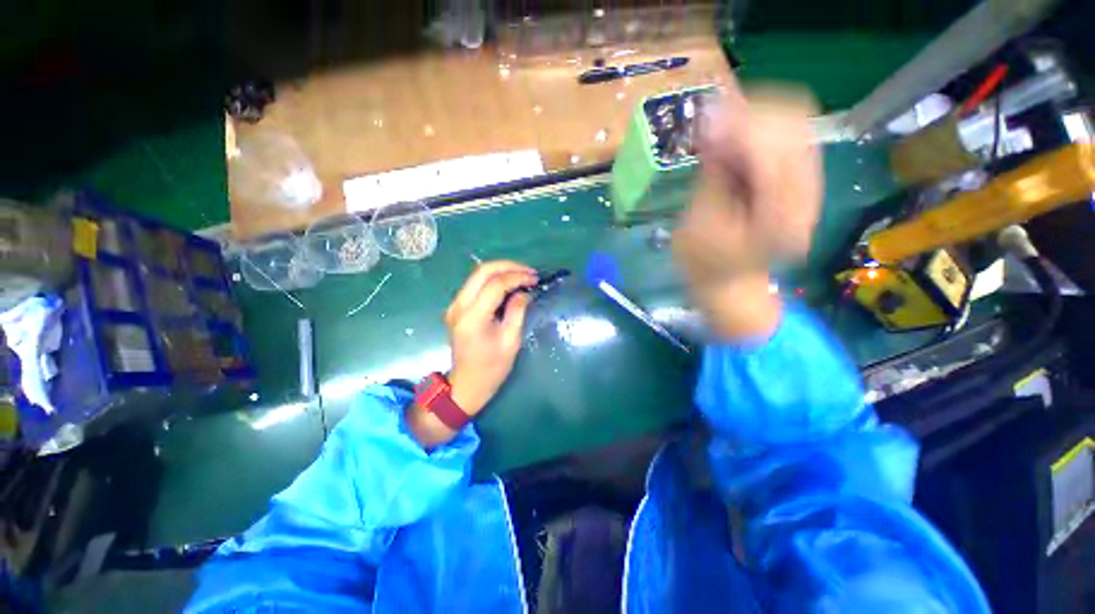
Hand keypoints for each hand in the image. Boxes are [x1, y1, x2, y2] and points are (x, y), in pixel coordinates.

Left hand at [407, 261, 535, 446]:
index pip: (495, 284)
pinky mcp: (457, 307)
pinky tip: (509, 284)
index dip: (517, 277)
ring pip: (478, 275)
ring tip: (523, 275)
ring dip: (501, 271)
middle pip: (482, 271)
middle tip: (530, 271)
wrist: (466, 384)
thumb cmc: (492, 368)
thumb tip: (525, 291)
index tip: (535, 278)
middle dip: (508, 266)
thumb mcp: (511, 341)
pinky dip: (494, 279)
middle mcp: (459, 305)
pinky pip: (475, 284)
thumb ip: (517, 311)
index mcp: (472, 317)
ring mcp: (455, 305)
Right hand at [673, 88, 821, 340]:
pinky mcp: (802, 180)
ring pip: (797, 123)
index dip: (740, 126)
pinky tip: (736, 137)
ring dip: (757, 116)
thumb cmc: (705, 262)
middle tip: (712, 122)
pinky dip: (762, 128)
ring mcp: (810, 186)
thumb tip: (714, 123)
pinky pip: (790, 135)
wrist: (730, 284)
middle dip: (751, 114)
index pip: (772, 151)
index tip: (706, 119)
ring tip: (722, 127)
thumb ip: (714, 172)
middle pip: (794, 126)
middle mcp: (807, 196)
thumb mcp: (700, 222)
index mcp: (780, 217)